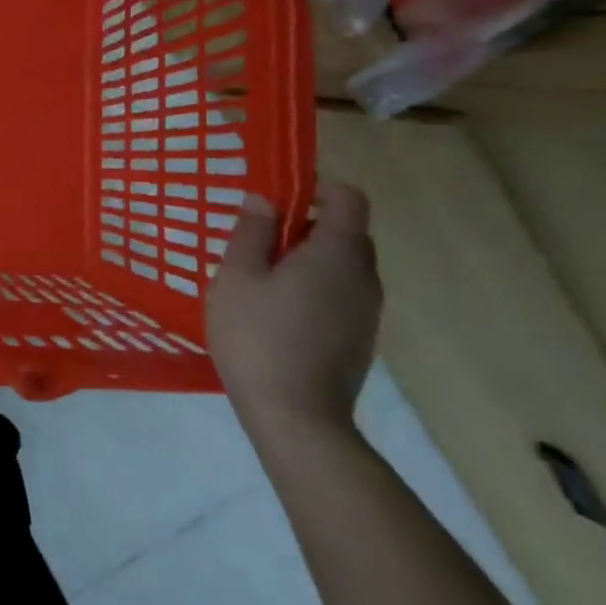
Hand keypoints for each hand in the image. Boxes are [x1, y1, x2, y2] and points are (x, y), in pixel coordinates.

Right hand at [207, 181, 382, 443]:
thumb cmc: (258, 336)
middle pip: (347, 232)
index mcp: (338, 253)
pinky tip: (277, 313)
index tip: (278, 197)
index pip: (349, 198)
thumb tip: (263, 200)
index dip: (317, 187)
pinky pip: (341, 295)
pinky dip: (315, 289)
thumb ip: (251, 232)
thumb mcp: (237, 276)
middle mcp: (364, 277)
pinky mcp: (360, 340)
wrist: (296, 417)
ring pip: (343, 267)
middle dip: (307, 225)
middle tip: (260, 241)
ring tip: (263, 279)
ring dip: (309, 260)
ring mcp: (367, 313)